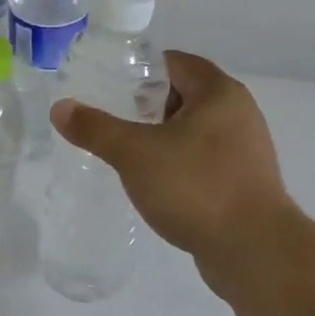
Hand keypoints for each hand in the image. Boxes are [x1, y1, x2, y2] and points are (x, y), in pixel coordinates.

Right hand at [51, 51, 297, 299]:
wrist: (254, 252)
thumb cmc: (196, 187)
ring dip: (163, 137)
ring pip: (194, 130)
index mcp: (219, 92)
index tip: (108, 87)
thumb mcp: (135, 154)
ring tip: (128, 153)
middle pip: (184, 95)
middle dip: (147, 106)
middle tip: (113, 121)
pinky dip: (180, 163)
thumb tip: (60, 107)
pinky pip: (204, 159)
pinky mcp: (245, 182)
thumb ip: (96, 128)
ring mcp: (246, 149)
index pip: (174, 63)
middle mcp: (239, 113)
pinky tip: (156, 183)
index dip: (140, 71)